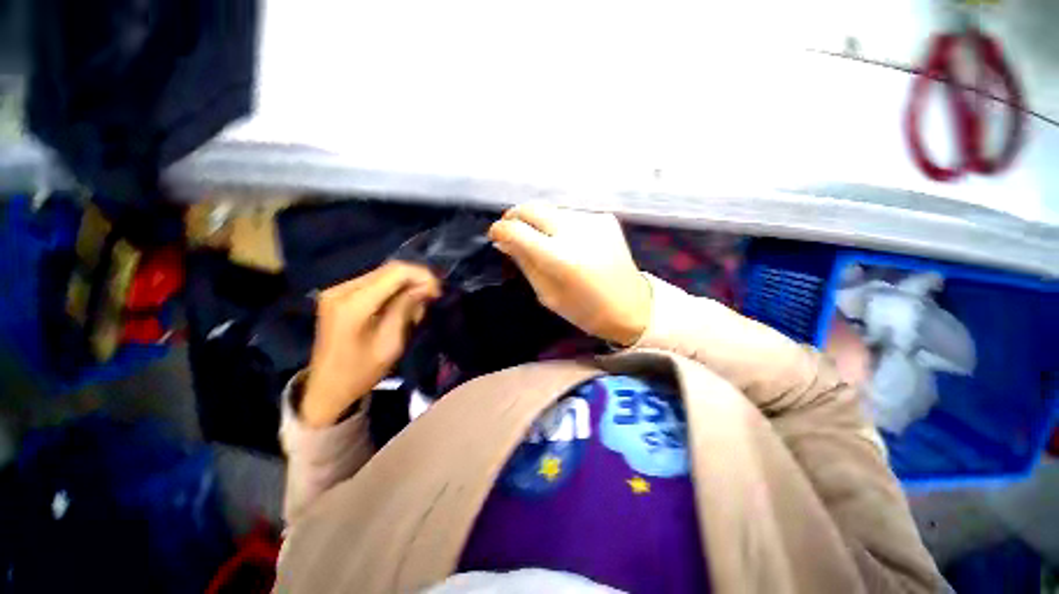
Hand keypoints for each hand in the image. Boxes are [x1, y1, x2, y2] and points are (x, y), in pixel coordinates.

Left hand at [301, 262, 440, 427]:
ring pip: (383, 273)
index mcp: (353, 304)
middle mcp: (342, 289)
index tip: (437, 291)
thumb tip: (426, 287)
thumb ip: (407, 309)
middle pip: (389, 269)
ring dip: (406, 284)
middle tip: (432, 296)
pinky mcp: (339, 294)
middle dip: (416, 278)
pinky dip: (393, 288)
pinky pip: (374, 281)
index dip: (422, 275)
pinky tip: (401, 303)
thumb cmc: (361, 372)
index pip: (395, 272)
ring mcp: (337, 289)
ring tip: (417, 304)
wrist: (326, 387)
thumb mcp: (391, 343)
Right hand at [489, 203, 651, 345]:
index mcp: (560, 257)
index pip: (517, 230)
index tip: (495, 236)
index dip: (499, 230)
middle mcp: (575, 231)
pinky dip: (558, 223)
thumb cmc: (585, 310)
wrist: (632, 306)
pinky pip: (570, 214)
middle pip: (532, 208)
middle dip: (514, 216)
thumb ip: (524, 263)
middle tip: (510, 230)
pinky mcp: (605, 218)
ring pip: (550, 208)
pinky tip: (562, 238)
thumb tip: (504, 242)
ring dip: (536, 219)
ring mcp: (592, 221)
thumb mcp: (547, 294)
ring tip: (537, 237)